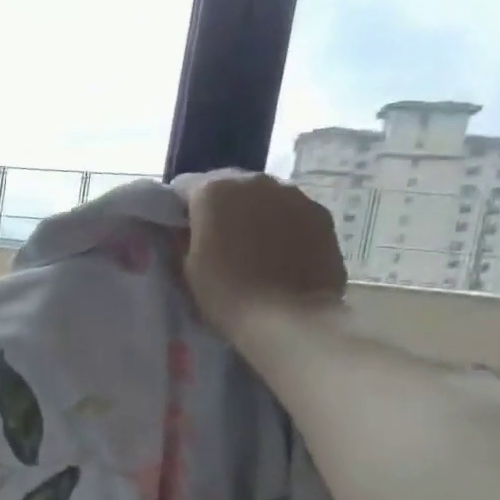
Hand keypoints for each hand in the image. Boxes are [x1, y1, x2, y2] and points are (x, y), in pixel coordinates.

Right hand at [171, 170, 346, 340]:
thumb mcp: (186, 267)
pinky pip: (290, 212)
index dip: (179, 209)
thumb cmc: (226, 293)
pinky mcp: (321, 214)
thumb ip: (185, 238)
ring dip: (251, 213)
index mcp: (214, 191)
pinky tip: (277, 254)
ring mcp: (293, 195)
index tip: (179, 231)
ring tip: (249, 248)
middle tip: (214, 239)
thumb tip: (188, 231)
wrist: (289, 317)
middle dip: (218, 207)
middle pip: (227, 185)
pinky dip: (280, 225)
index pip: (184, 187)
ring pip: (261, 197)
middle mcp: (254, 181)